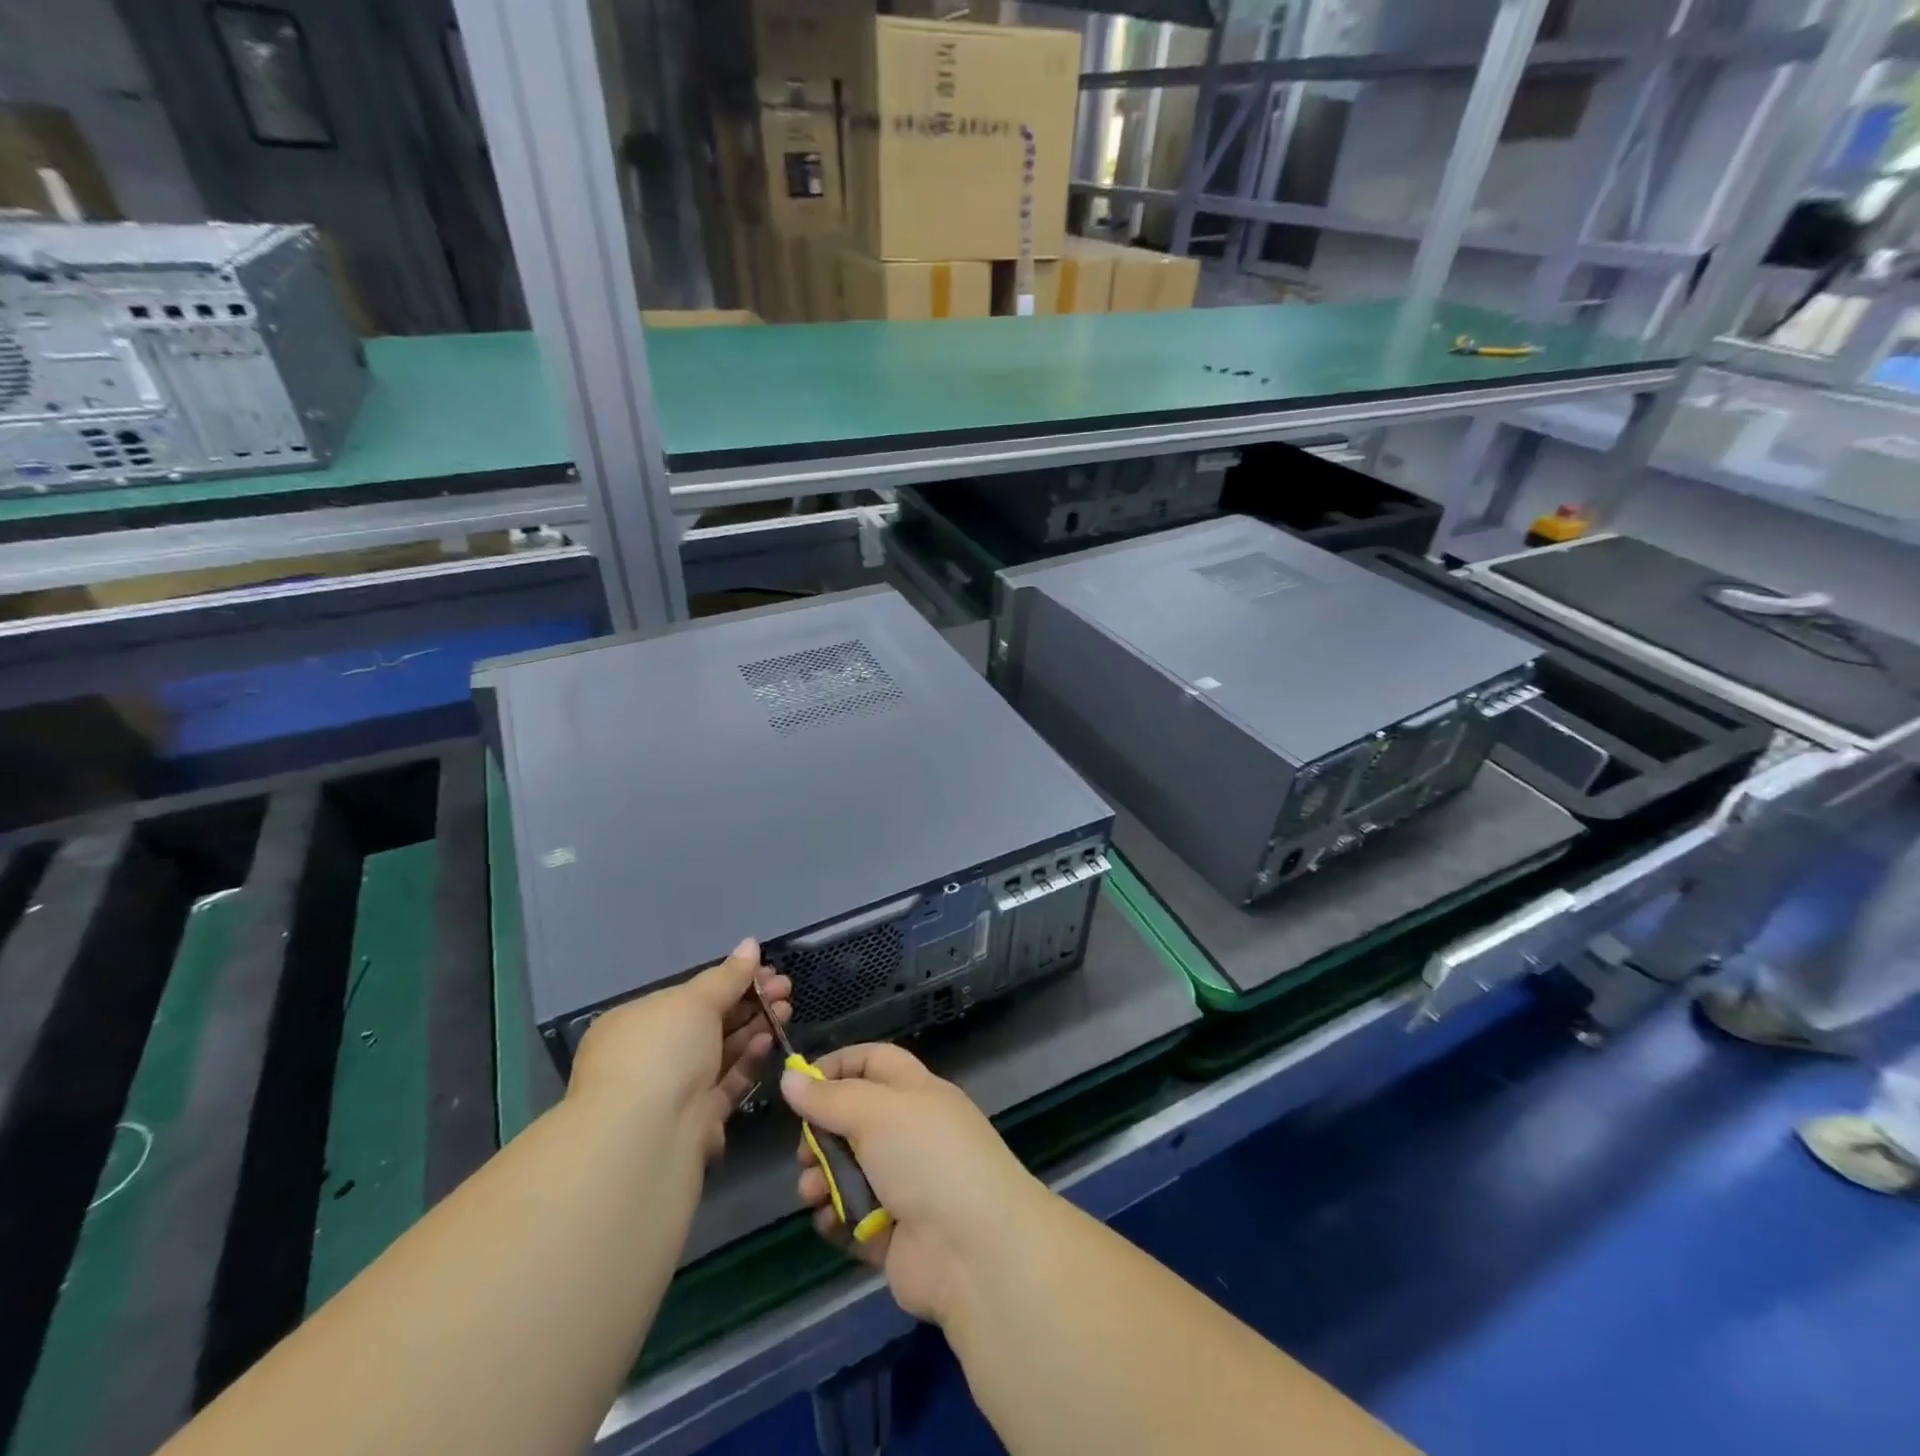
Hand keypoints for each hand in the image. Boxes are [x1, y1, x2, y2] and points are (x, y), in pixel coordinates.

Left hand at [570, 939, 790, 1160]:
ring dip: (754, 1028)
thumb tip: (751, 944)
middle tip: (785, 988)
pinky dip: (748, 1060)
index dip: (729, 980)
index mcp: (636, 1023)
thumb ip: (728, 975)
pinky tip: (769, 1040)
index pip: (689, 995)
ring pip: (721, 1052)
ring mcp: (672, 1090)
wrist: (647, 1138)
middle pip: (708, 1022)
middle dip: (749, 1002)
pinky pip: (726, 1083)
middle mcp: (651, 1056)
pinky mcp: (696, 1121)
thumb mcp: (695, 1001)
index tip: (765, 969)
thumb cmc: (661, 1051)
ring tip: (787, 1008)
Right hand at [781, 1044, 1047, 1325]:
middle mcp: (912, 1134)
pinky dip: (837, 1219)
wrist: (974, 1249)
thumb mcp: (876, 1112)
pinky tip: (830, 1221)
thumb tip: (790, 1078)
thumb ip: (829, 1098)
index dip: (838, 1066)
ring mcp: (905, 1186)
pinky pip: (854, 1219)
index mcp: (918, 1093)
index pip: (874, 1063)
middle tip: (804, 1153)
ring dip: (822, 1180)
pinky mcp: (895, 1234)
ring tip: (812, 1193)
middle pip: (854, 1121)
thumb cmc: (927, 1158)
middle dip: (821, 1134)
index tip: (799, 1083)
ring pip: (849, 1172)